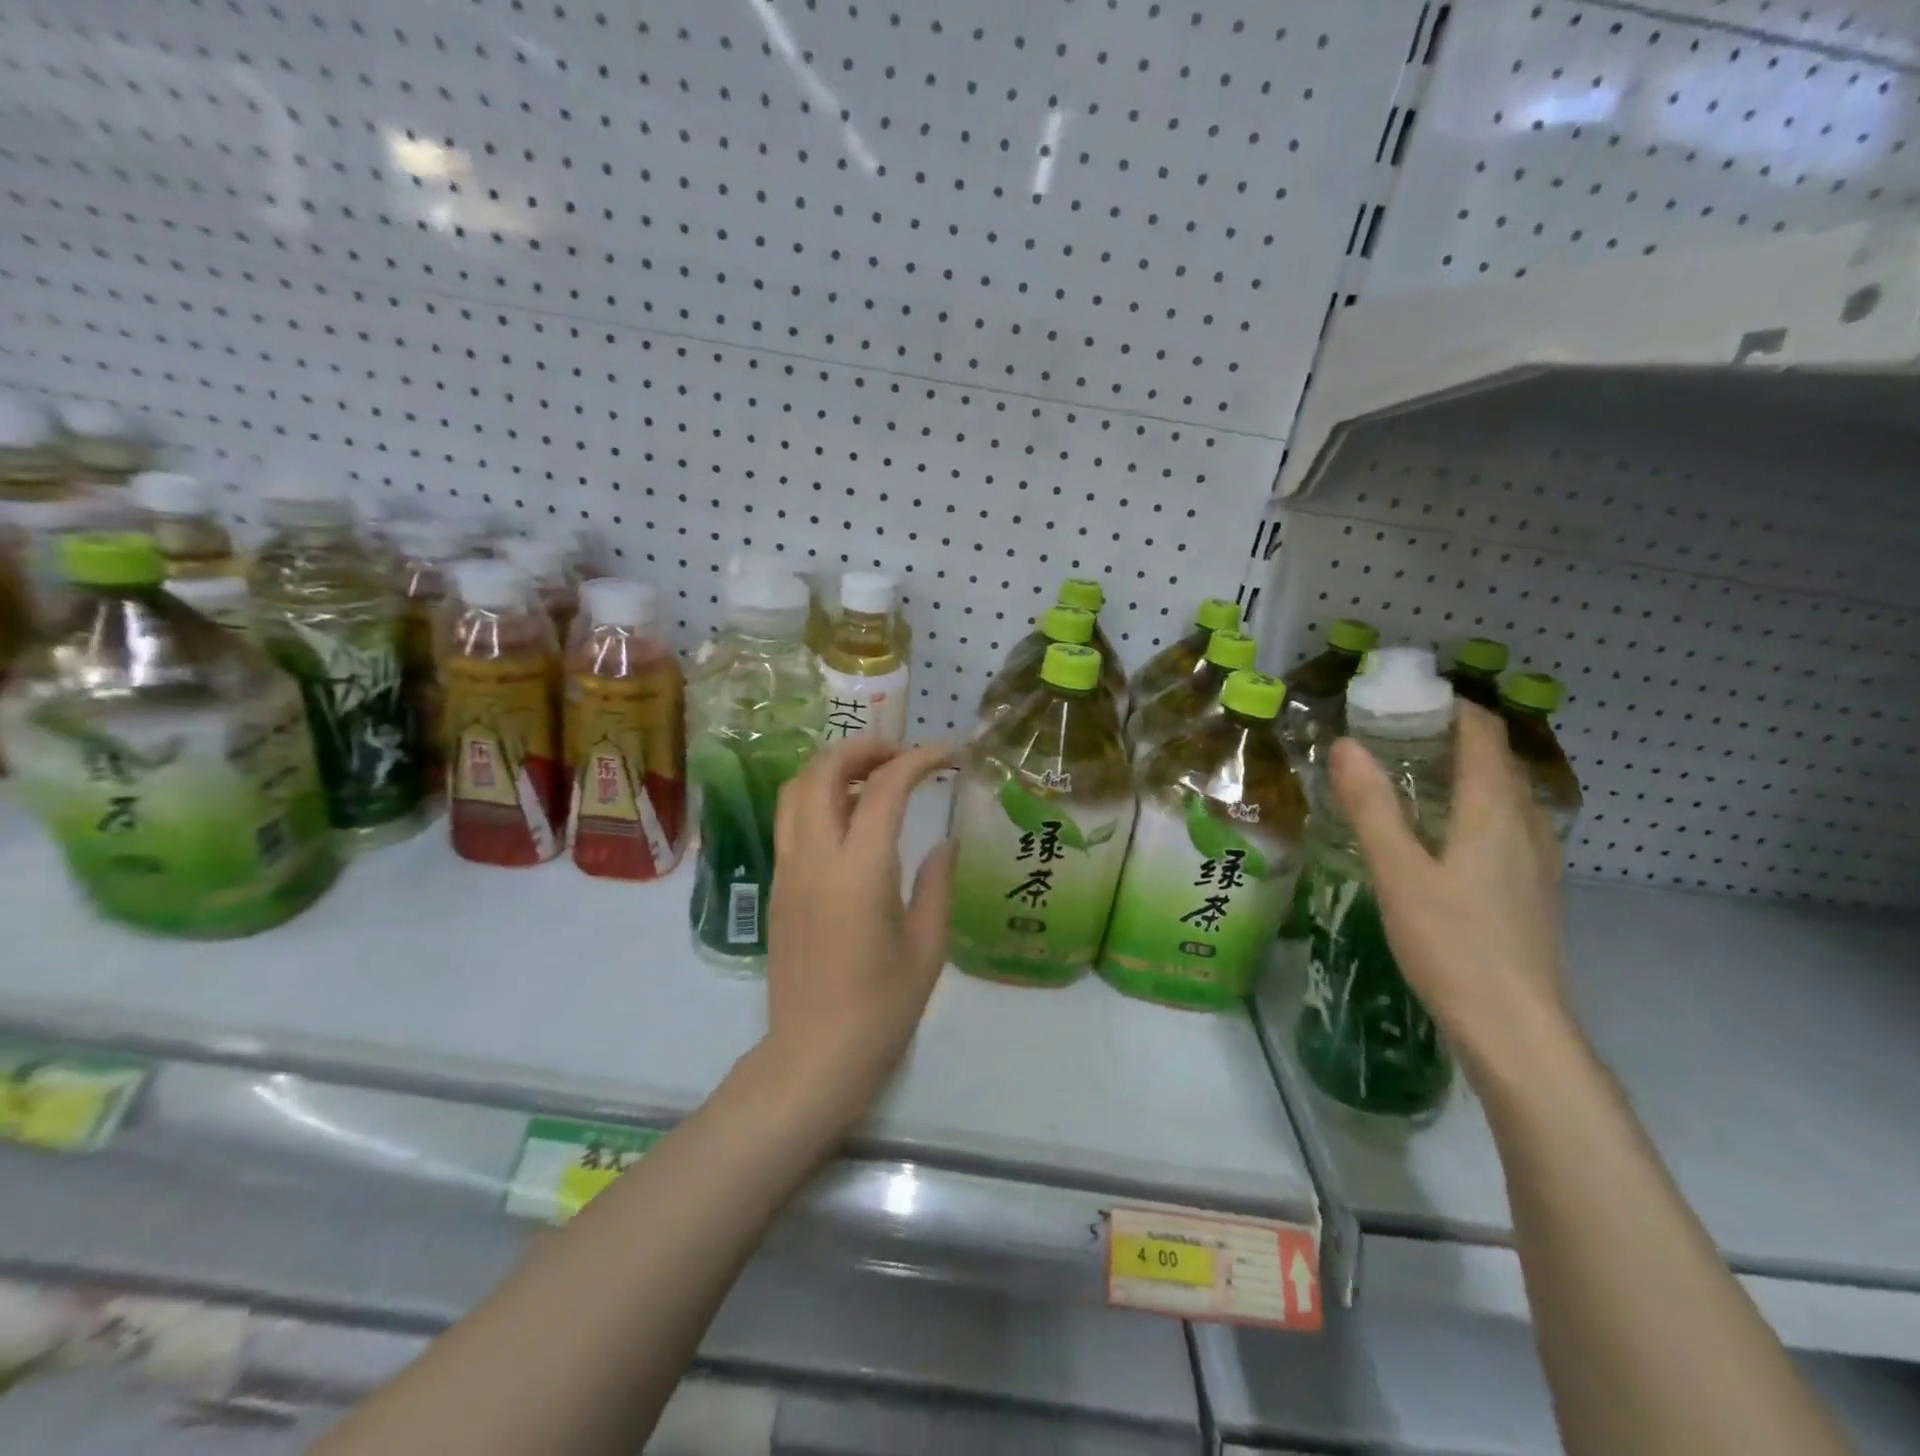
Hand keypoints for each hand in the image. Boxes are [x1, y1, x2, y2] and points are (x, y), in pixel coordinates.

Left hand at [764, 739, 956, 1126]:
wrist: (814, 1055)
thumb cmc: (882, 1008)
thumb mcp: (928, 945)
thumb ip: (937, 883)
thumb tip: (945, 843)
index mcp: (860, 870)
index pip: (885, 787)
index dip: (919, 759)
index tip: (949, 755)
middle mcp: (815, 858)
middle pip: (823, 770)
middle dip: (864, 748)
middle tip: (902, 756)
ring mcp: (788, 870)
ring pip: (796, 789)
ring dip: (834, 769)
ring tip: (874, 780)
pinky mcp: (776, 886)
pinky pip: (791, 821)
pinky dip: (819, 799)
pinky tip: (852, 822)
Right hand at [1327, 701, 1569, 1078]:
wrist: (1515, 1027)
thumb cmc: (1452, 943)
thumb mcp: (1399, 872)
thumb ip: (1372, 807)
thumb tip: (1345, 744)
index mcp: (1495, 812)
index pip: (1484, 734)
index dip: (1452, 707)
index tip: (1404, 699)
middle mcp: (1526, 826)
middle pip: (1499, 760)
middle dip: (1453, 736)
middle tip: (1395, 734)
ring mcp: (1537, 860)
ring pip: (1507, 793)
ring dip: (1467, 771)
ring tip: (1413, 775)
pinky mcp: (1532, 888)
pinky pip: (1508, 823)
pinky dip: (1476, 805)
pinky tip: (1442, 831)